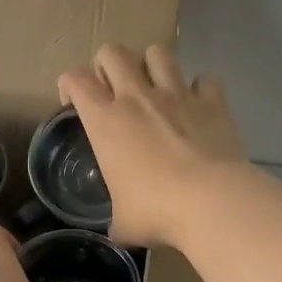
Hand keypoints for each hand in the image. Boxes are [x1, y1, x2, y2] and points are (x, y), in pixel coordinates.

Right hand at [57, 44, 248, 248]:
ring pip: (158, 53)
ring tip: (156, 87)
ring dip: (153, 65)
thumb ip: (117, 217)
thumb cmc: (156, 211)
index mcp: (105, 121)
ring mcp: (177, 94)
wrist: (211, 202)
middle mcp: (137, 97)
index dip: (69, 84)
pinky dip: (201, 89)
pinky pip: (205, 79)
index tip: (74, 103)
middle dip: (108, 64)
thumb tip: (119, 230)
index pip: (75, 79)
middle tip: (113, 89)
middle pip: (113, 51)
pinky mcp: (212, 101)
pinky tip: (199, 106)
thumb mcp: (123, 222)